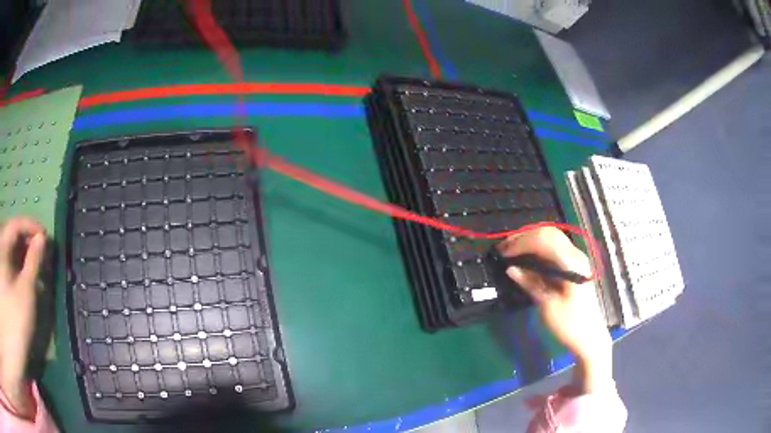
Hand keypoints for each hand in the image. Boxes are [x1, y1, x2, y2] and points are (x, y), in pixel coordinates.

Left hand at [0, 217, 45, 417]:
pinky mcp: (4, 279)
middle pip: (14, 235)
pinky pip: (10, 263)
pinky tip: (27, 278)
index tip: (47, 238)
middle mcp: (1, 249)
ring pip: (12, 250)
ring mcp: (2, 264)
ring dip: (24, 255)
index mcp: (3, 245)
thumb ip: (34, 262)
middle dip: (28, 242)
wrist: (17, 345)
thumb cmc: (17, 318)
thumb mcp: (26, 292)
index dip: (32, 227)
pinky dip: (19, 267)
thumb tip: (42, 239)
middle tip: (43, 254)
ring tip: (37, 267)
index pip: (16, 225)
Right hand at [498, 227, 611, 392]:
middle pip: (548, 233)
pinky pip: (554, 248)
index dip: (521, 243)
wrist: (590, 338)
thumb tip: (511, 269)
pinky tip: (526, 256)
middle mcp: (575, 256)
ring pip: (551, 237)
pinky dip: (538, 248)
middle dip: (524, 237)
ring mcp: (576, 259)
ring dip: (530, 240)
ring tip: (511, 250)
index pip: (544, 240)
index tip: (503, 253)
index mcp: (571, 264)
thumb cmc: (569, 325)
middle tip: (504, 248)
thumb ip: (531, 284)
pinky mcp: (574, 266)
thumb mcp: (548, 306)